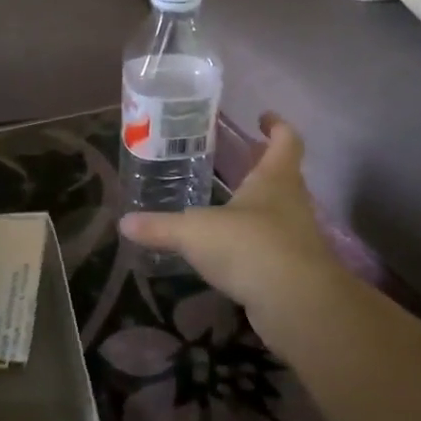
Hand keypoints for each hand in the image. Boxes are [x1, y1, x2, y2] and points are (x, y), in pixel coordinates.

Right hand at [120, 115, 351, 352]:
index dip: (277, 126)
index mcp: (275, 179)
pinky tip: (229, 251)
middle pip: (282, 175)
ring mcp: (296, 237)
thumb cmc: (249, 246)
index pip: (286, 140)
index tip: (263, 116)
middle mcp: (291, 203)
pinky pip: (271, 247)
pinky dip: (253, 244)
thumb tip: (124, 223)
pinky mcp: (293, 269)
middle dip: (260, 165)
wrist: (296, 304)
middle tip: (234, 159)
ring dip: (257, 206)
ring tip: (225, 205)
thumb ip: (160, 227)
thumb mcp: (194, 232)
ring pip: (278, 212)